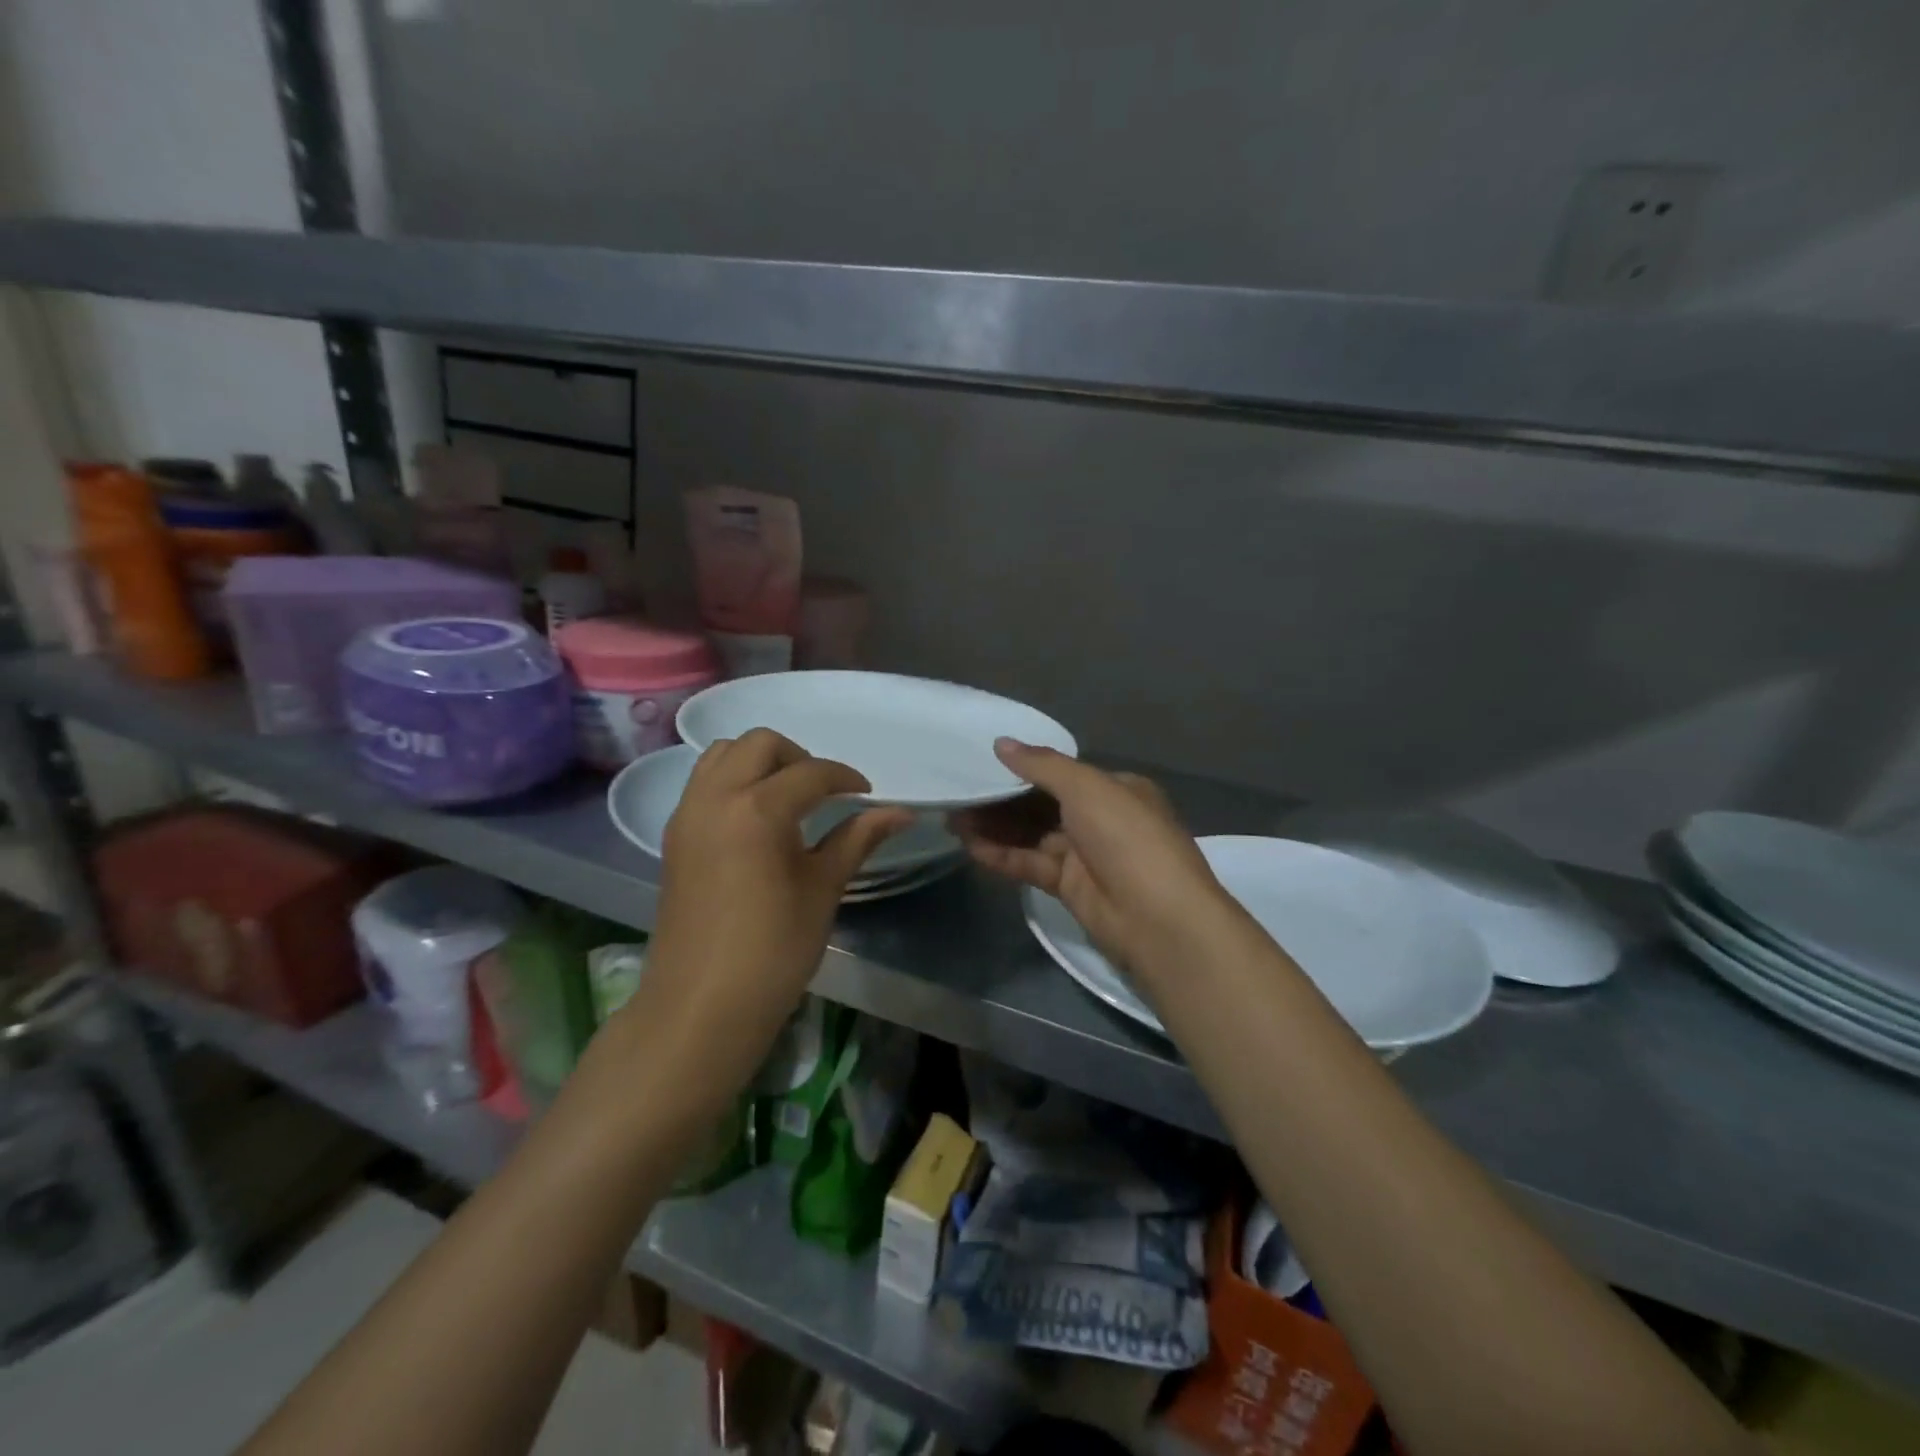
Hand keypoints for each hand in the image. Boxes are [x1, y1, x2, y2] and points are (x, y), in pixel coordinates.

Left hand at [635, 730, 908, 1064]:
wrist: (701, 1006)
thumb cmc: (773, 950)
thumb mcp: (823, 889)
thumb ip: (858, 839)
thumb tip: (902, 813)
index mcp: (757, 809)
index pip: (811, 773)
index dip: (845, 778)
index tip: (866, 795)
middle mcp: (716, 797)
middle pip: (759, 744)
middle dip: (799, 757)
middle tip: (825, 793)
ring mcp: (688, 815)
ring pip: (722, 755)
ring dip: (760, 762)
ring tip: (789, 799)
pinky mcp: (674, 836)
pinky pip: (703, 783)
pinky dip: (733, 781)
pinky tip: (757, 820)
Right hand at [954, 739, 1236, 986]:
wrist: (1158, 919)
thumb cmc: (1127, 837)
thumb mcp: (1087, 788)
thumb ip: (1042, 765)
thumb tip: (1002, 743)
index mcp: (1116, 789)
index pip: (1062, 774)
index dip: (1023, 769)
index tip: (984, 765)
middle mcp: (1101, 818)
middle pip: (1042, 804)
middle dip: (1002, 800)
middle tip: (959, 795)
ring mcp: (1085, 855)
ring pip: (1032, 835)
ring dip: (996, 828)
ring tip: (953, 820)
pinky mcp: (1070, 887)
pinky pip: (1031, 864)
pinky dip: (1003, 855)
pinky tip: (971, 847)